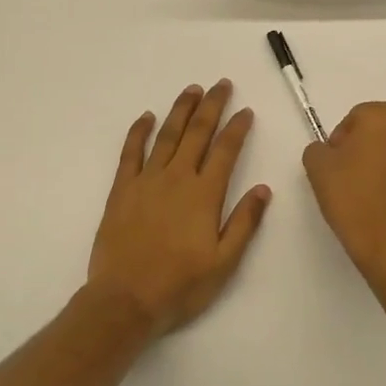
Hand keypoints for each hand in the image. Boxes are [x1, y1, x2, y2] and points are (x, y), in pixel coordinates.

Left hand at [87, 80, 271, 335]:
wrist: (125, 301)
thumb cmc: (180, 285)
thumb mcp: (224, 263)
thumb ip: (244, 222)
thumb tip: (263, 189)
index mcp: (205, 194)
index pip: (225, 150)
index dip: (237, 128)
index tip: (246, 111)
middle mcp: (177, 178)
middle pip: (197, 133)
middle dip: (212, 106)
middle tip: (221, 84)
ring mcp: (146, 181)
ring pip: (167, 135)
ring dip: (181, 110)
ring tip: (192, 90)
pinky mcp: (122, 190)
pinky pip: (130, 153)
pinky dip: (138, 132)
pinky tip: (146, 117)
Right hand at [303, 101, 385, 286]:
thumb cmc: (352, 198)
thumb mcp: (317, 168)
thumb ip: (318, 148)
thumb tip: (329, 151)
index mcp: (382, 118)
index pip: (357, 115)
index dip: (342, 136)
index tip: (334, 161)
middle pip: (382, 128)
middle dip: (366, 144)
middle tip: (349, 172)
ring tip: (370, 188)